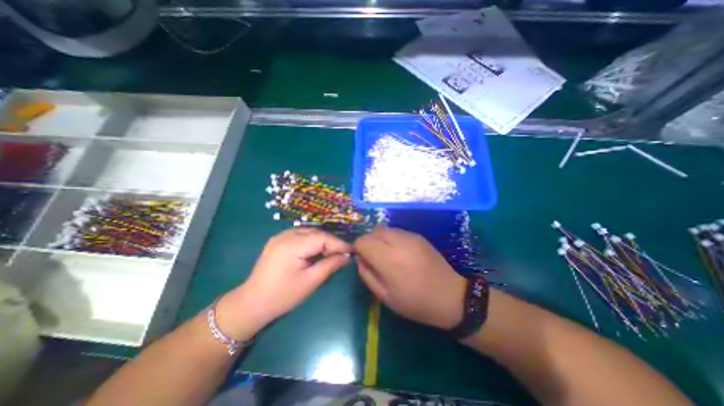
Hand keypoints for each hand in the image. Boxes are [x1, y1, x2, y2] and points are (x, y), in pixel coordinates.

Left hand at [215, 228, 349, 339]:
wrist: (251, 303)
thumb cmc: (282, 296)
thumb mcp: (310, 282)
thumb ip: (330, 265)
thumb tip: (347, 257)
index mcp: (292, 245)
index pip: (322, 238)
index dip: (339, 244)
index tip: (352, 251)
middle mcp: (286, 235)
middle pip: (316, 233)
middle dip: (331, 242)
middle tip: (342, 255)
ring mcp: (280, 236)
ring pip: (309, 232)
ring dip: (323, 241)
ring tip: (331, 253)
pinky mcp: (278, 240)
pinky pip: (301, 235)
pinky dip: (312, 241)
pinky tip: (316, 251)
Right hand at [354, 226, 466, 327]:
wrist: (450, 296)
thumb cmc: (415, 302)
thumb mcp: (385, 296)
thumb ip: (367, 274)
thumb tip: (360, 259)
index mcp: (388, 259)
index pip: (363, 241)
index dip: (358, 248)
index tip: (362, 259)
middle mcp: (398, 242)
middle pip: (373, 232)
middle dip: (368, 242)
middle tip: (373, 258)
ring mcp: (410, 236)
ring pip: (384, 229)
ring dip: (379, 239)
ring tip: (385, 255)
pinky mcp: (418, 235)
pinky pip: (396, 231)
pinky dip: (390, 238)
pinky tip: (398, 252)